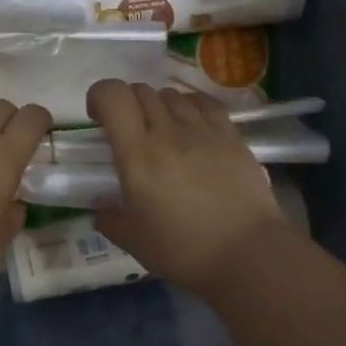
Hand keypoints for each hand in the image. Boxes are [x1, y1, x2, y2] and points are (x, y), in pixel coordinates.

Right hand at [88, 80, 288, 294]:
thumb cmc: (184, 250)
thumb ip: (110, 220)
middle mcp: (168, 132)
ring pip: (171, 95)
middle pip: (141, 91)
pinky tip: (191, 125)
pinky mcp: (231, 135)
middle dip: (127, 104)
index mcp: (137, 155)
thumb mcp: (134, 241)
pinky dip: (190, 106)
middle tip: (128, 131)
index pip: (113, 96)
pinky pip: (204, 103)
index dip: (99, 96)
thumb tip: (102, 210)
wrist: (248, 254)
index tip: (97, 118)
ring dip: (158, 106)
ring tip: (162, 131)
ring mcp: (203, 130)